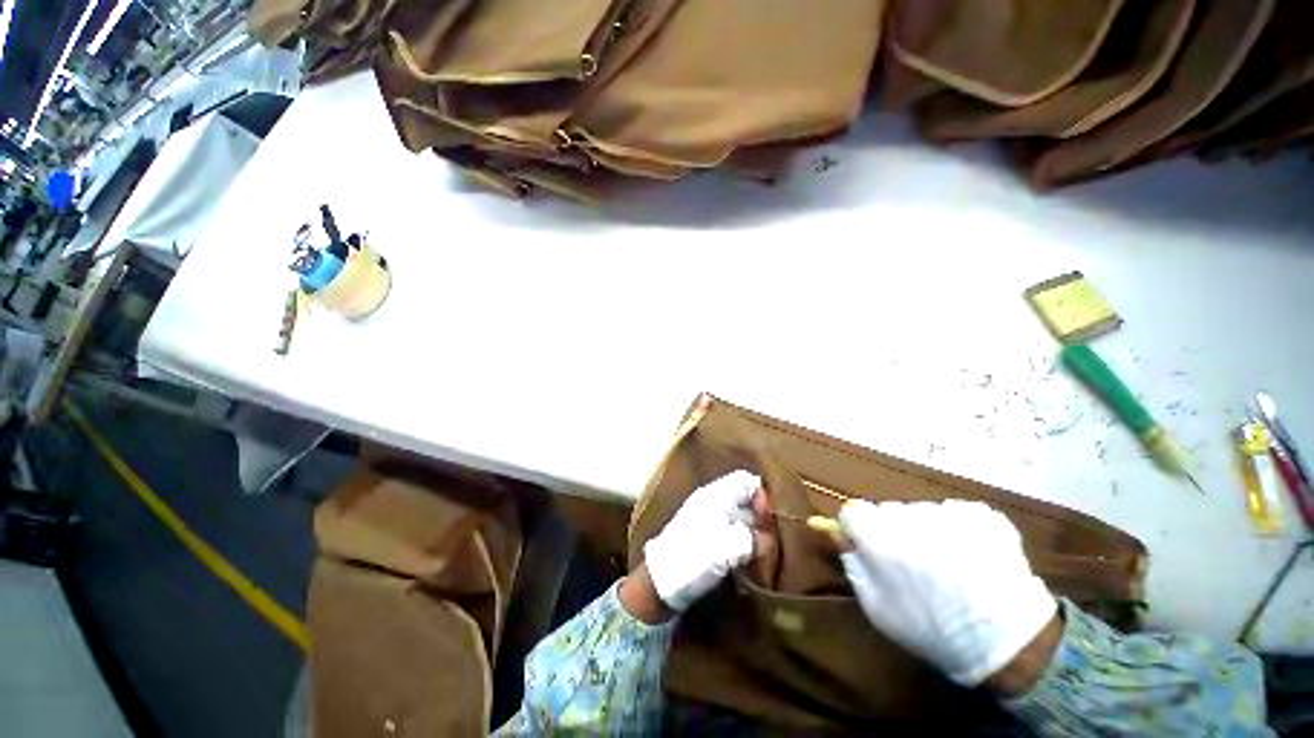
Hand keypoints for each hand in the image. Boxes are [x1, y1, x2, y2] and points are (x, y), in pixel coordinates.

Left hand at [642, 470, 771, 611]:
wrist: (660, 581)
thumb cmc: (694, 556)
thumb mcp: (729, 547)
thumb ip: (754, 539)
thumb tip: (767, 539)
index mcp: (716, 494)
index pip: (746, 480)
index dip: (761, 495)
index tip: (768, 520)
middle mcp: (712, 500)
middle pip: (744, 497)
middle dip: (760, 516)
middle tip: (770, 539)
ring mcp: (708, 517)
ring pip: (739, 515)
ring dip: (752, 531)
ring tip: (762, 552)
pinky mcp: (705, 535)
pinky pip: (731, 530)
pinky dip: (742, 540)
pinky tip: (747, 558)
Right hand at [838, 499, 1058, 688]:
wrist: (1009, 642)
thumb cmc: (932, 629)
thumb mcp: (877, 607)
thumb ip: (850, 563)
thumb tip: (830, 529)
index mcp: (881, 540)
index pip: (852, 511)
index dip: (857, 529)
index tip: (869, 549)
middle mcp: (911, 517)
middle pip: (887, 511)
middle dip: (891, 530)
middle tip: (912, 565)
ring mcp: (948, 511)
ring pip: (920, 511)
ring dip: (924, 530)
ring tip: (946, 564)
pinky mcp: (980, 512)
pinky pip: (953, 511)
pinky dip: (956, 528)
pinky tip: (970, 555)